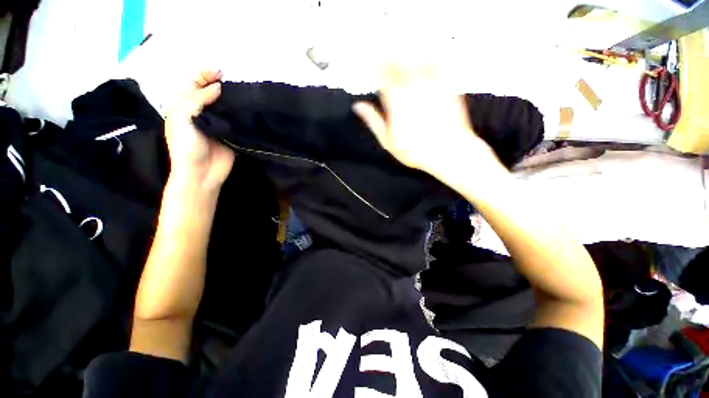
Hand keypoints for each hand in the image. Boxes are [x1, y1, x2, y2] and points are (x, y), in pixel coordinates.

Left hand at [164, 70, 234, 190]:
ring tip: (241, 92)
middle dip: (218, 85)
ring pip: (223, 106)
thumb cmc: (187, 146)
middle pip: (209, 94)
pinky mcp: (230, 134)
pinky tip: (246, 108)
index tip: (218, 73)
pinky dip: (240, 114)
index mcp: (183, 108)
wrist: (202, 172)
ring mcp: (216, 124)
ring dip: (230, 99)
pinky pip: (234, 120)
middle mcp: (200, 113)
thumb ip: (198, 100)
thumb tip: (217, 87)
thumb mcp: (184, 118)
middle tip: (231, 81)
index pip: (192, 86)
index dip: (203, 76)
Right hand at [353, 64, 507, 186]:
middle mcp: (413, 87)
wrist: (448, 151)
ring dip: (408, 52)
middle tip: (385, 52)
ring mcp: (432, 84)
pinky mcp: (448, 86)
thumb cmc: (415, 150)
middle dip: (390, 57)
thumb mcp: (388, 141)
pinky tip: (430, 54)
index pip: (382, 75)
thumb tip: (359, 107)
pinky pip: (440, 63)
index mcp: (396, 101)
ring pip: (417, 57)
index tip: (372, 63)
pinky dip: (433, 56)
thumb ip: (373, 121)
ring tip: (403, 50)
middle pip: (399, 62)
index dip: (376, 66)